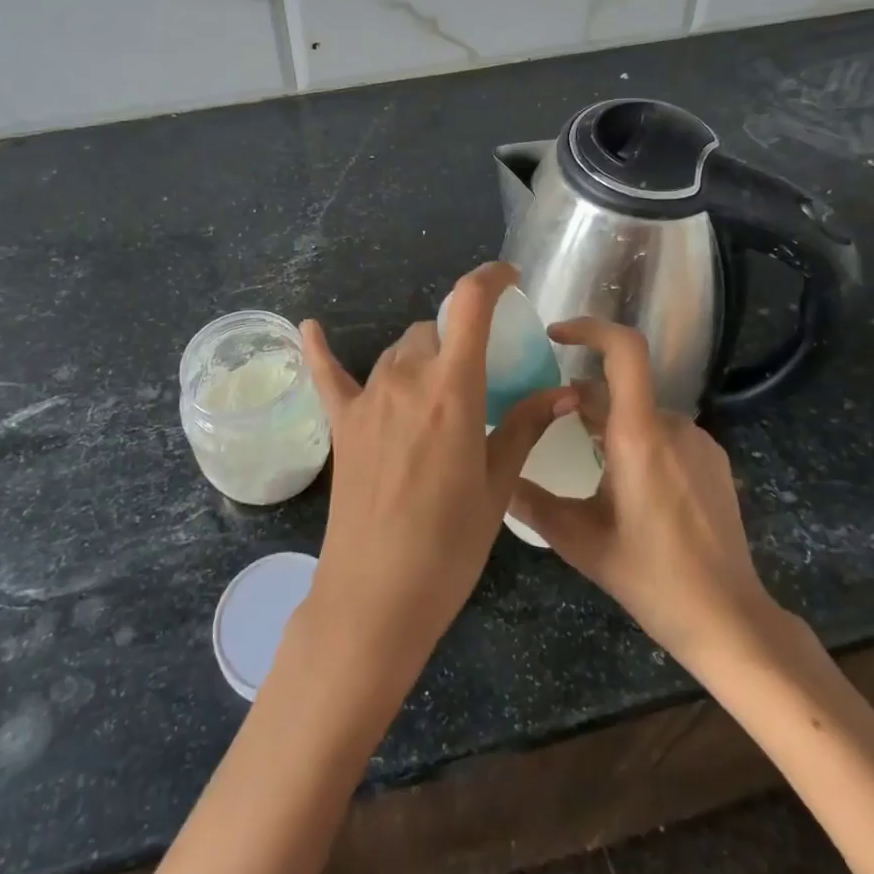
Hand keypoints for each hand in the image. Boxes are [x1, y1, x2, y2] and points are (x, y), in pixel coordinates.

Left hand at [298, 262, 577, 684]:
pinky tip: (309, 326)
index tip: (510, 278)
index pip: (470, 305)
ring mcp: (367, 398)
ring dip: (422, 357)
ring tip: (438, 392)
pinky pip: (328, 374)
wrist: (376, 596)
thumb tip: (565, 392)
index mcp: (453, 388)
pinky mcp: (341, 423)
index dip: (491, 278)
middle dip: (460, 340)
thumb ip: (526, 426)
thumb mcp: (497, 485)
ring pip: (399, 352)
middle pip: (434, 331)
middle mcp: (406, 378)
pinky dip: (320, 350)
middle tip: (480, 377)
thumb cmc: (450, 544)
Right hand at [508, 317, 805, 681]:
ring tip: (587, 465)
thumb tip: (494, 477)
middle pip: (620, 389)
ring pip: (640, 413)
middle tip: (552, 430)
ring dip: (610, 425)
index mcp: (639, 437)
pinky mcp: (713, 460)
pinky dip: (638, 440)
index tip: (555, 335)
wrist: (728, 619)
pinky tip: (628, 485)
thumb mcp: (580, 543)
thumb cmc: (651, 579)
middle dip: (583, 400)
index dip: (590, 329)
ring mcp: (699, 441)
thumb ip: (532, 503)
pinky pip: (665, 432)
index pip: (624, 351)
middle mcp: (673, 426)